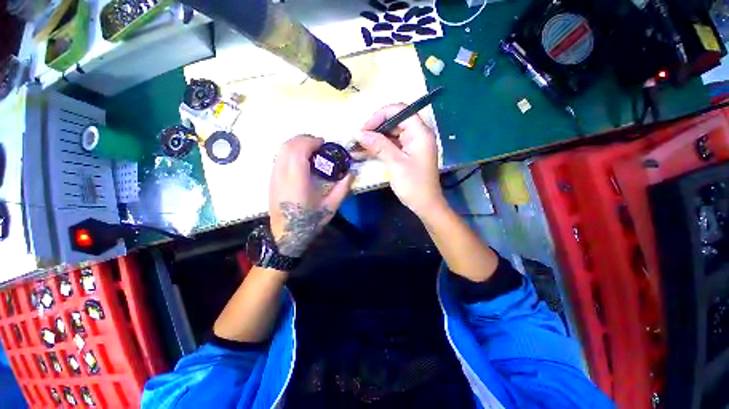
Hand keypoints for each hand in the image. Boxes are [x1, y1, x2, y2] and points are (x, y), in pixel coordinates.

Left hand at [269, 135, 353, 256]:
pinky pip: (279, 157)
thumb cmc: (309, 222)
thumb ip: (342, 188)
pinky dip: (290, 151)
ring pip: (280, 149)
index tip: (323, 143)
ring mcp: (274, 177)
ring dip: (296, 143)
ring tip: (311, 149)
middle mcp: (282, 176)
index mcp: (297, 182)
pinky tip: (301, 159)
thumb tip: (351, 172)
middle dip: (304, 139)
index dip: (310, 142)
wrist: (285, 235)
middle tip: (319, 144)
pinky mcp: (271, 180)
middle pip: (287, 146)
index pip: (298, 151)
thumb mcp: (330, 207)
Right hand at [356, 104, 444, 216]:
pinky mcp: (406, 154)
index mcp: (420, 133)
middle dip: (375, 128)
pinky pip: (391, 145)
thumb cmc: (414, 185)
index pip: (400, 111)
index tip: (365, 128)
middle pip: (394, 122)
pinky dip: (379, 148)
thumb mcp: (395, 163)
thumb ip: (378, 145)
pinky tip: (365, 152)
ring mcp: (412, 145)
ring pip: (390, 134)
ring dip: (374, 139)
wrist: (425, 205)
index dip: (380, 116)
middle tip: (358, 139)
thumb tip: (359, 133)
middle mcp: (417, 135)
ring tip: (357, 146)